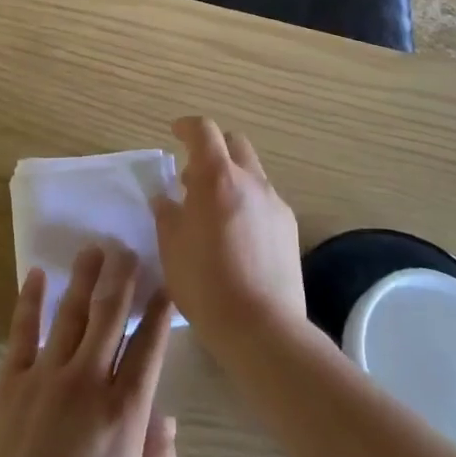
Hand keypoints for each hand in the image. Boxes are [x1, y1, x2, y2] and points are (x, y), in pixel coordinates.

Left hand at [0, 246, 177, 456]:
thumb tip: (168, 419)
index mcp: (124, 411)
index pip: (148, 347)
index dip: (158, 312)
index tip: (165, 285)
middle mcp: (88, 379)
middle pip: (110, 316)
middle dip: (122, 280)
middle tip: (129, 250)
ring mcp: (46, 375)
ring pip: (70, 313)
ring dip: (84, 278)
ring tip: (94, 249)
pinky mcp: (11, 380)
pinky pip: (23, 331)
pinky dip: (29, 300)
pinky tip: (36, 275)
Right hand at [152, 116, 304, 348]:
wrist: (263, 329)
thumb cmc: (206, 284)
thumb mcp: (171, 247)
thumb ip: (167, 214)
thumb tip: (165, 199)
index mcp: (217, 177)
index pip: (203, 131)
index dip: (187, 127)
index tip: (175, 133)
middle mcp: (250, 180)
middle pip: (234, 143)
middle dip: (214, 150)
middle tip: (194, 178)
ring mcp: (274, 203)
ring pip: (251, 173)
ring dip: (231, 179)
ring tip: (214, 212)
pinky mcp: (290, 228)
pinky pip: (264, 201)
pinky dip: (247, 203)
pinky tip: (237, 237)